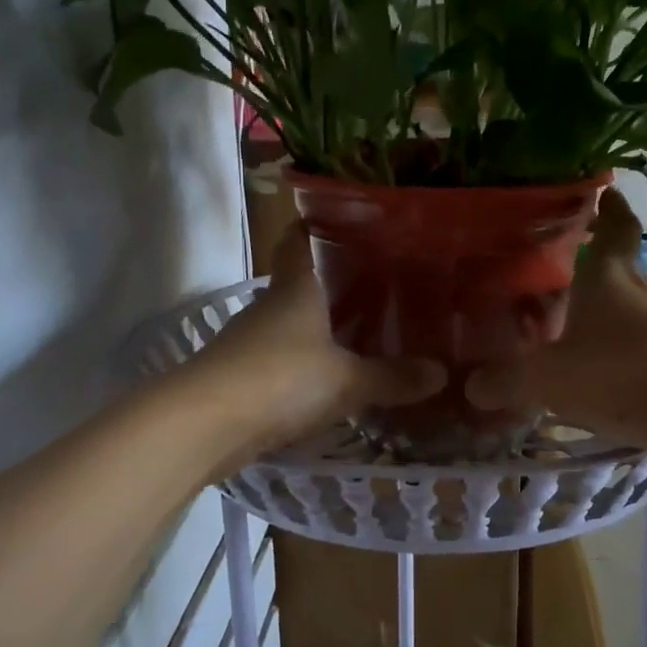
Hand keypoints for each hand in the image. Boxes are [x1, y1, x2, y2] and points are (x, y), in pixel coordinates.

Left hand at [190, 227, 444, 462]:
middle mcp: (269, 308)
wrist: (205, 424)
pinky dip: (303, 367)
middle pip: (299, 286)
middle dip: (332, 286)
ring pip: (289, 326)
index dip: (316, 227)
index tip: (345, 222)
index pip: (299, 241)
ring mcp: (249, 343)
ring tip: (361, 337)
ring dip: (317, 331)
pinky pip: (280, 363)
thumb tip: (441, 372)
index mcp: (295, 290)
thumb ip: (392, 377)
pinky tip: (328, 383)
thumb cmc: (281, 380)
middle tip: (379, 289)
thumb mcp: (347, 380)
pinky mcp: (239, 378)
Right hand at [465, 189, 646, 450]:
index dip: (609, 207)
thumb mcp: (547, 378)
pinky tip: (594, 376)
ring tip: (566, 331)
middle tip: (553, 274)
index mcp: (608, 277)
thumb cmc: (619, 372)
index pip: (614, 226)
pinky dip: (616, 355)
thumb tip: (471, 386)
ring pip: (627, 311)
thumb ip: (505, 381)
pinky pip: (638, 349)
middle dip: (590, 269)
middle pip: (617, 270)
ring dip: (603, 316)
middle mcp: (639, 293)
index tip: (602, 191)